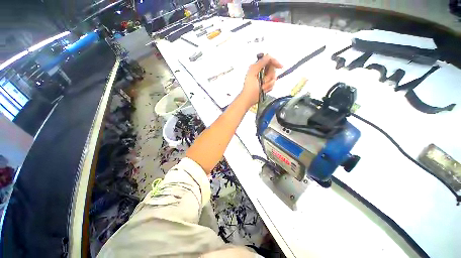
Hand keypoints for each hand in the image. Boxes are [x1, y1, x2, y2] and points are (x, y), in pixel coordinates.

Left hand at [240, 54, 282, 107]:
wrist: (249, 99)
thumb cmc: (249, 88)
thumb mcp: (253, 73)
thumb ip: (260, 63)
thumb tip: (268, 56)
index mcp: (257, 67)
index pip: (269, 59)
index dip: (275, 62)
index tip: (280, 66)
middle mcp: (261, 71)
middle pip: (272, 69)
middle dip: (269, 77)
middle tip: (263, 82)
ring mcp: (264, 79)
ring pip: (273, 78)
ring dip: (268, 84)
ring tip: (262, 87)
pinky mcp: (265, 85)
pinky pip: (272, 84)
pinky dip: (269, 87)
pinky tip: (263, 90)